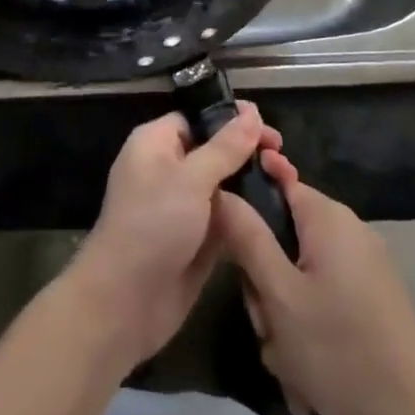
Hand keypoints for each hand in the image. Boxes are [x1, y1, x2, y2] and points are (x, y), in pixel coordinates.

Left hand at [64, 103, 294, 371]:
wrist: (126, 302)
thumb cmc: (153, 225)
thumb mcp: (191, 179)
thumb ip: (225, 147)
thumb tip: (251, 112)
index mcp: (156, 143)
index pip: (197, 118)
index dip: (231, 118)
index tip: (267, 125)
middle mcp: (168, 169)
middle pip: (213, 150)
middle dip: (246, 151)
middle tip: (282, 156)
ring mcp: (182, 206)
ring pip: (222, 185)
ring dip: (250, 183)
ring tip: (288, 180)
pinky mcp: (196, 239)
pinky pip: (225, 217)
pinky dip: (246, 213)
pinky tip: (278, 210)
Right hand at [215, 179, 414, 414]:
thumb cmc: (338, 349)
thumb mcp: (278, 295)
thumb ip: (246, 237)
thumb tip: (220, 191)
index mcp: (328, 217)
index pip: (277, 180)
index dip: (248, 205)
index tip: (230, 241)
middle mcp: (349, 230)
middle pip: (286, 236)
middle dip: (267, 282)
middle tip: (265, 324)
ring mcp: (366, 266)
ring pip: (302, 275)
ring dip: (286, 316)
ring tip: (288, 361)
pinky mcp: (375, 300)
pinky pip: (325, 299)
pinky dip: (311, 330)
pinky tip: (308, 376)